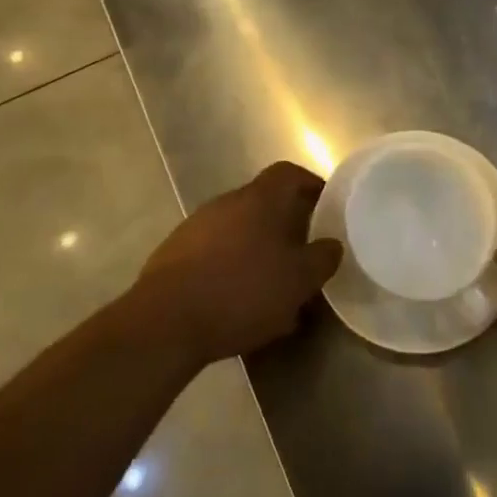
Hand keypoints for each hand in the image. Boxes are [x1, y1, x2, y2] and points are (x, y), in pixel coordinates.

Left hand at [133, 162, 341, 366]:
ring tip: (272, 289)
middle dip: (284, 227)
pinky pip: (213, 254)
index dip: (309, 184)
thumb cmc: (241, 291)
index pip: (288, 173)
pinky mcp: (173, 255)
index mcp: (259, 199)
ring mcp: (196, 227)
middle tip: (301, 256)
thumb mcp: (297, 281)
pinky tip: (237, 305)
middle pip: (262, 203)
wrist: (164, 322)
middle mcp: (226, 202)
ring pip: (238, 231)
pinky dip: (230, 270)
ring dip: (256, 252)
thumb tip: (332, 244)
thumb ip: (321, 259)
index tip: (324, 205)